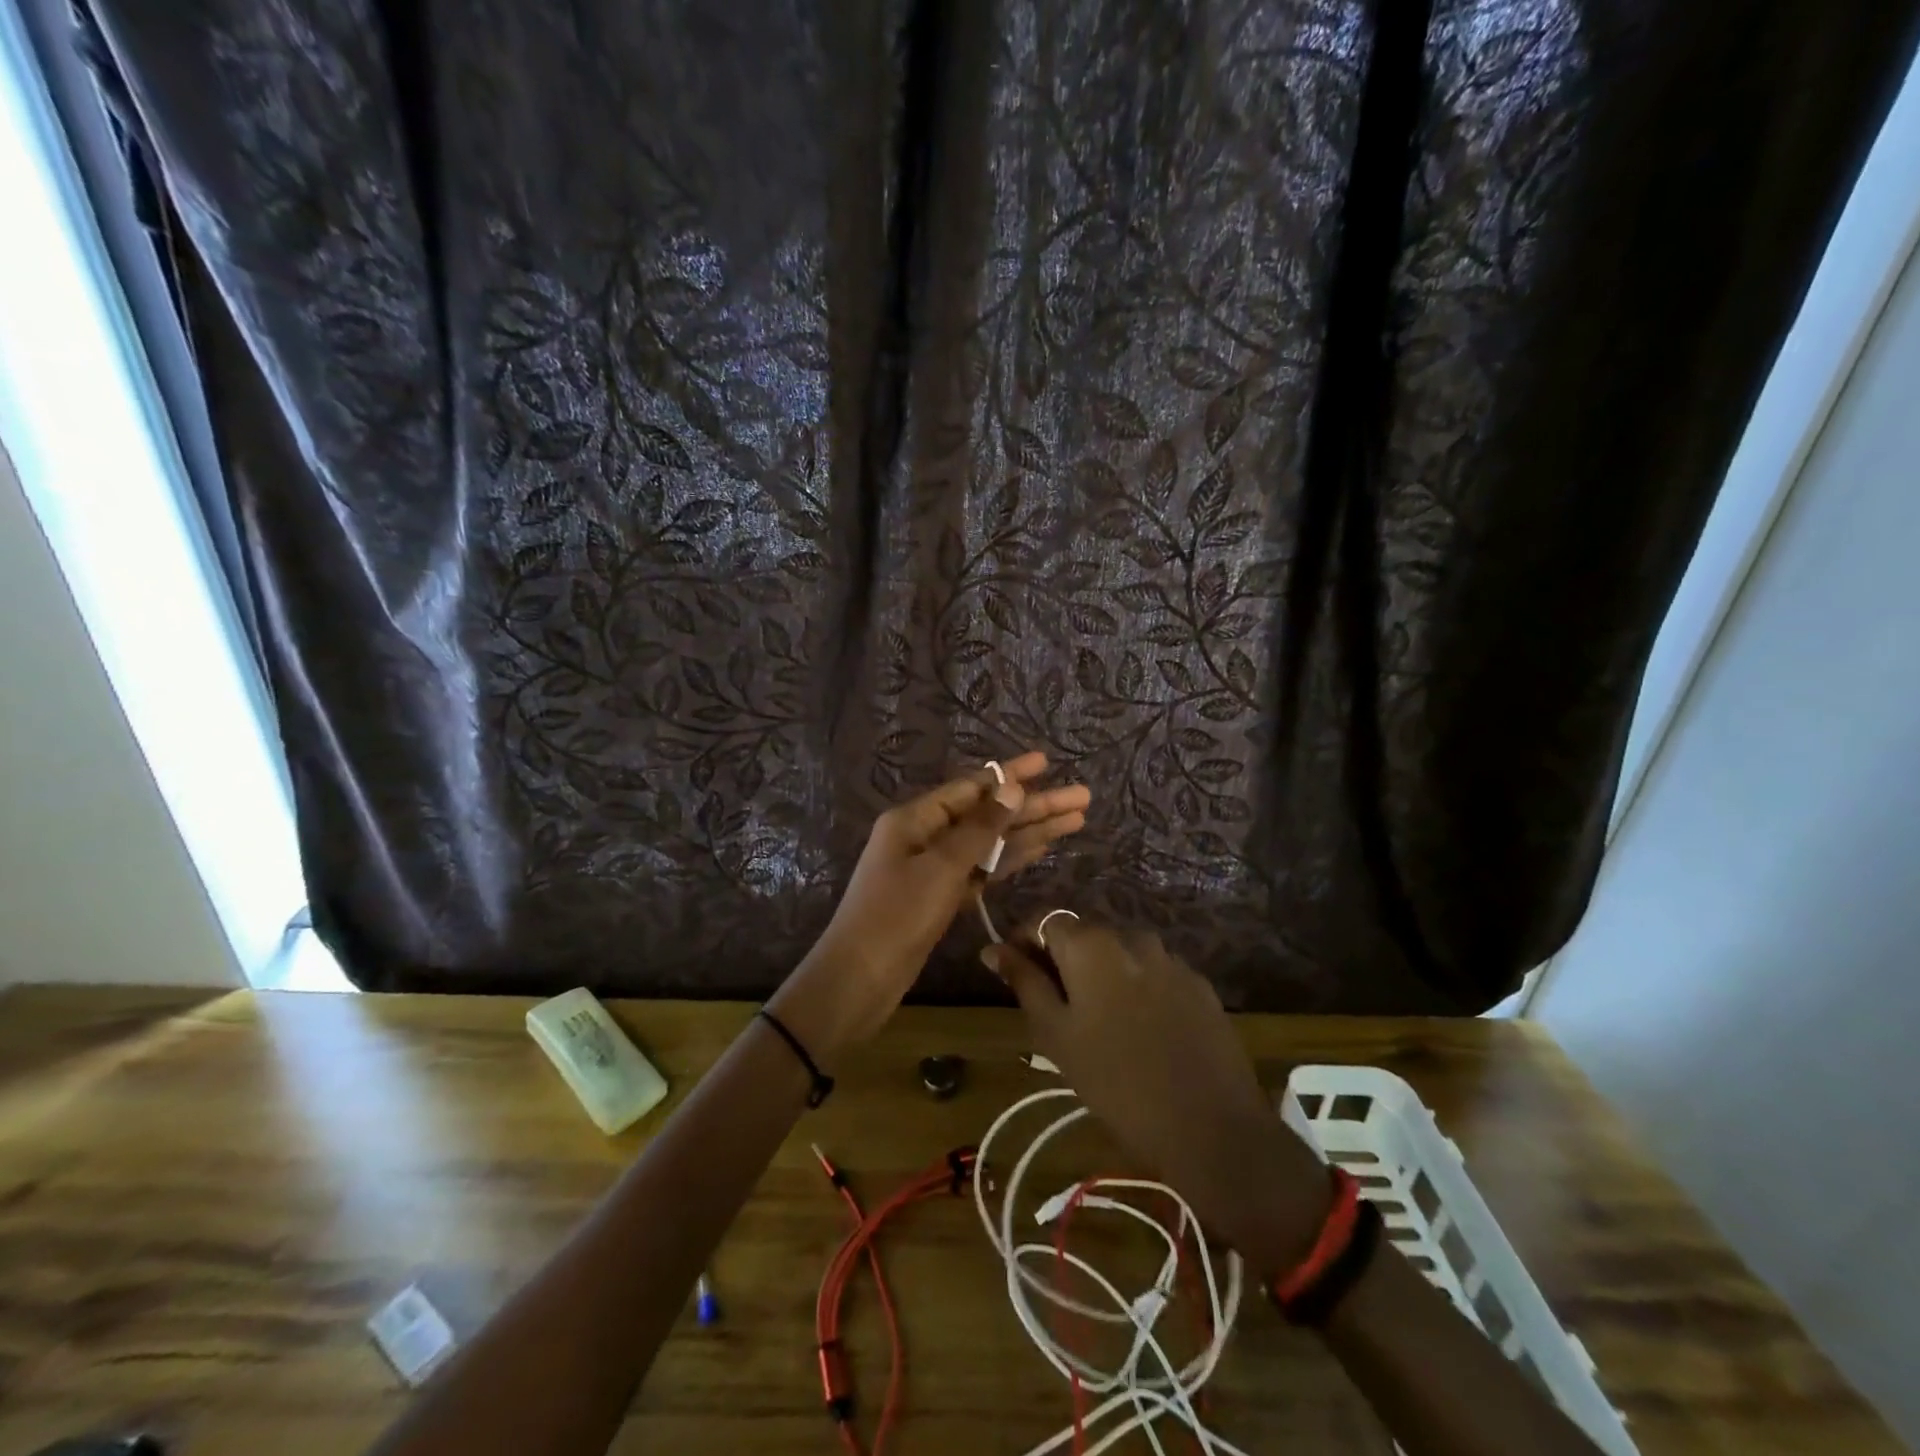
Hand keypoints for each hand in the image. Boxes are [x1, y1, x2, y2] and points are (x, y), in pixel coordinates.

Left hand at [770, 752, 1089, 1059]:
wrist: (860, 979)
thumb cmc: (896, 916)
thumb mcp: (940, 867)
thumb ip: (980, 829)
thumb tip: (1011, 788)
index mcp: (915, 818)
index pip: (972, 787)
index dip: (1010, 774)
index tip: (1046, 762)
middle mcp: (925, 835)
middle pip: (987, 814)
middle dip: (1033, 806)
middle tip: (1081, 797)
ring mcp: (934, 868)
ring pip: (990, 843)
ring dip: (1029, 832)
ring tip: (1075, 820)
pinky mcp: (942, 896)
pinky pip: (982, 870)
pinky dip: (1010, 860)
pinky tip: (1041, 850)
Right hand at [986, 919, 1329, 1271]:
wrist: (1211, 1127)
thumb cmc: (1116, 1083)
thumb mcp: (1056, 1034)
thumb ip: (1023, 982)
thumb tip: (992, 948)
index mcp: (1090, 945)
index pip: (1044, 920)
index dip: (1024, 941)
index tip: (1014, 973)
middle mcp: (1131, 936)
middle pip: (1084, 935)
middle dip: (1063, 960)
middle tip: (1055, 1008)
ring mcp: (1171, 959)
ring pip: (1121, 955)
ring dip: (1102, 974)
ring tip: (1100, 1023)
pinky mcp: (1199, 984)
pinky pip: (1155, 974)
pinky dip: (1138, 989)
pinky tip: (1142, 1031)